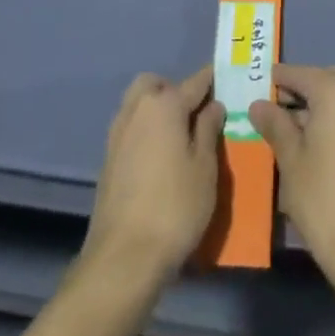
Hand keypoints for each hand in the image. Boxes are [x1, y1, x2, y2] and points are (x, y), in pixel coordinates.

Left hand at [82, 68, 224, 282]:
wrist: (124, 257)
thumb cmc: (175, 207)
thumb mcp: (205, 168)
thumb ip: (209, 130)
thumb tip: (212, 105)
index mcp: (164, 106)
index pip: (194, 82)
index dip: (212, 79)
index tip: (226, 78)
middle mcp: (136, 110)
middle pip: (155, 84)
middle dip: (175, 90)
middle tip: (197, 114)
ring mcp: (117, 134)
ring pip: (138, 104)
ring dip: (157, 109)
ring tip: (180, 137)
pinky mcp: (108, 159)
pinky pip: (130, 128)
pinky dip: (145, 130)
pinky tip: (160, 157)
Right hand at [251, 64, 334, 275]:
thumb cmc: (323, 198)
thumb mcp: (290, 159)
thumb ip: (275, 125)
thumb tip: (260, 105)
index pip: (300, 74)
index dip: (277, 80)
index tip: (259, 86)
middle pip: (327, 82)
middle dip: (303, 92)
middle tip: (277, 110)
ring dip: (323, 109)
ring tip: (297, 133)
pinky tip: (324, 149)